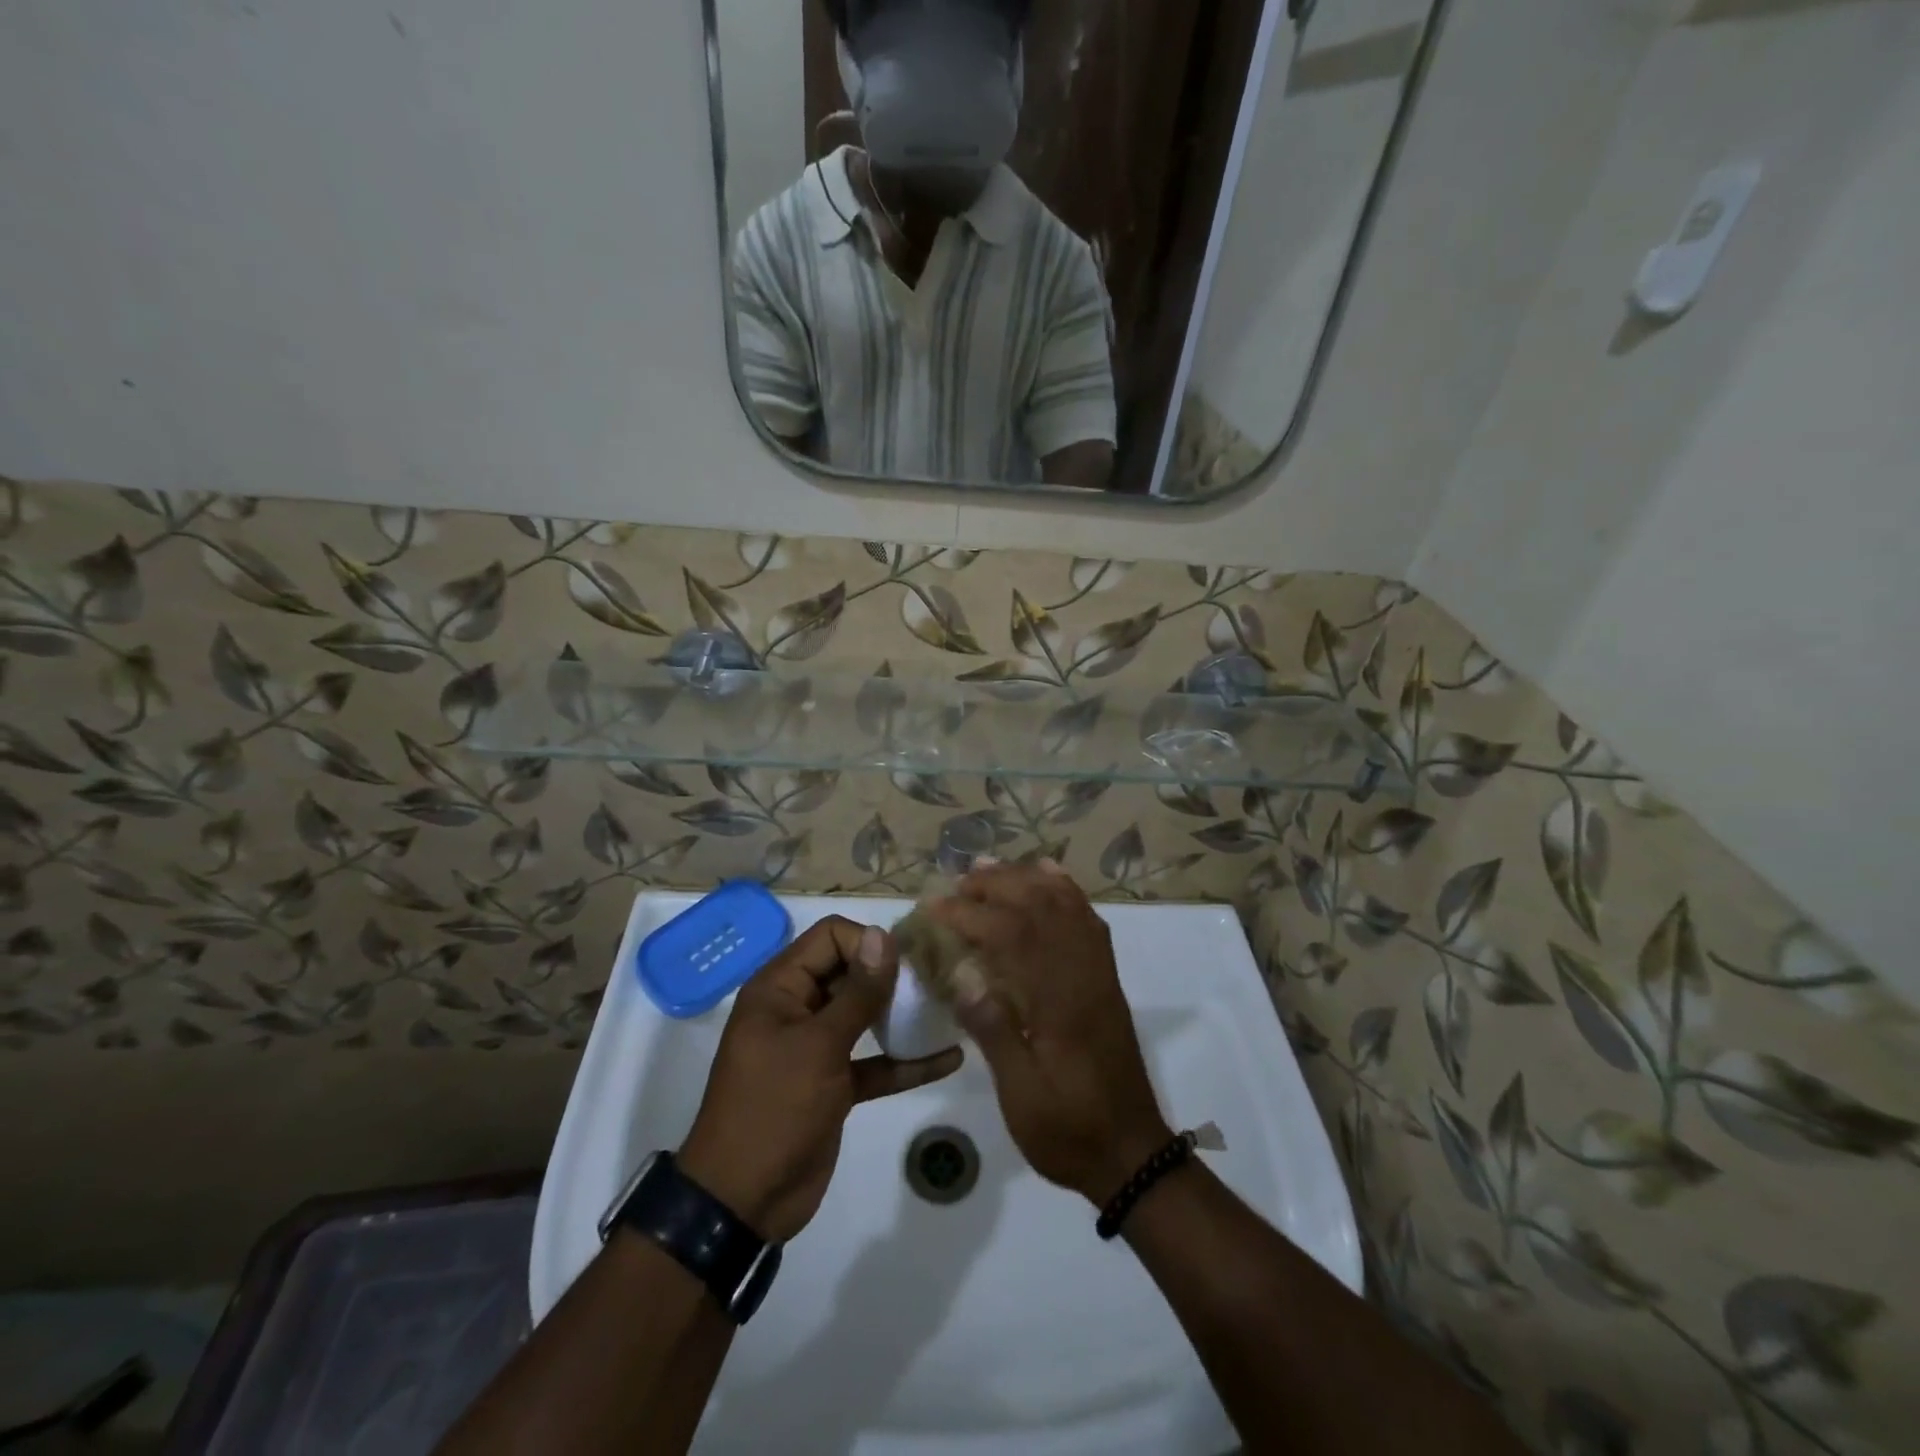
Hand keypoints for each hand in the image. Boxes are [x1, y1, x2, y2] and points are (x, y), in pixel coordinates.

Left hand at [679, 917, 961, 1242]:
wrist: (743, 1203)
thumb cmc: (774, 1109)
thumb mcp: (818, 1047)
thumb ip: (857, 993)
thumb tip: (882, 935)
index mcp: (780, 988)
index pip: (830, 937)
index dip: (867, 942)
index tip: (905, 963)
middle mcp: (798, 1008)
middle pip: (850, 971)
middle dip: (891, 975)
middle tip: (936, 981)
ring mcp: (817, 1047)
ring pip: (865, 1016)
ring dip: (902, 1014)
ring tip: (947, 1007)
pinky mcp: (835, 1084)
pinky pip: (875, 1062)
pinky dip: (905, 1061)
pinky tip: (949, 1058)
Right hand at [936, 863, 1172, 1204]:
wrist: (1132, 1154)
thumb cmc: (1069, 1130)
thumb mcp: (1022, 1095)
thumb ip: (995, 1032)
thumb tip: (961, 977)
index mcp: (1058, 1001)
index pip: (1011, 936)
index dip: (970, 915)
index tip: (935, 907)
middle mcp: (1082, 974)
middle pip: (1041, 907)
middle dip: (996, 885)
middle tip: (957, 882)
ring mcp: (1099, 973)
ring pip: (1066, 905)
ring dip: (1027, 879)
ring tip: (991, 867)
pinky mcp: (1106, 980)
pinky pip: (1089, 920)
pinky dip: (1066, 890)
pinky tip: (1048, 876)